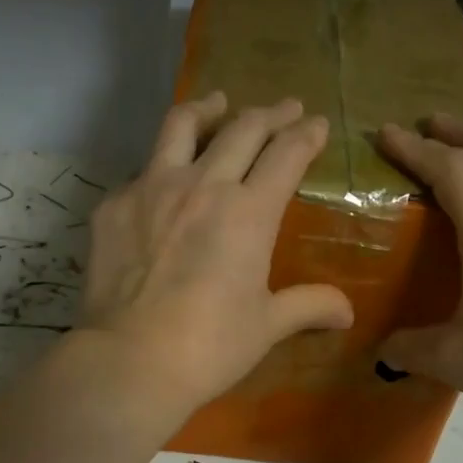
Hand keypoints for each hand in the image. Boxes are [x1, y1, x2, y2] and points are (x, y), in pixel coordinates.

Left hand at [77, 92, 353, 419]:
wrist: (131, 360)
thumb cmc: (210, 345)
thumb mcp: (267, 326)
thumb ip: (309, 306)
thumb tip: (348, 312)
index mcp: (249, 212)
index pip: (286, 155)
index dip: (306, 135)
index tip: (316, 124)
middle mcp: (203, 185)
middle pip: (243, 130)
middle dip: (271, 114)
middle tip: (285, 108)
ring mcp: (151, 188)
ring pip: (182, 126)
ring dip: (208, 109)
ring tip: (217, 102)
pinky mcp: (114, 206)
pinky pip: (142, 170)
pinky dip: (161, 165)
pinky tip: (162, 179)